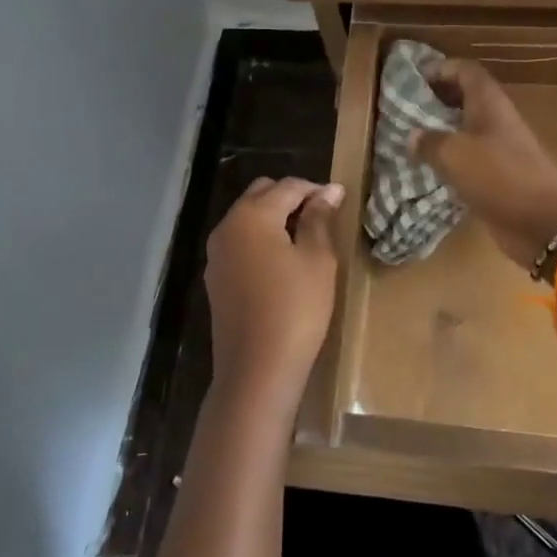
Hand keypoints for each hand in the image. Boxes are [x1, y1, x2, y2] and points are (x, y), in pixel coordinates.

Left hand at [203, 177, 342, 409]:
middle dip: (290, 198)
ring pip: (247, 218)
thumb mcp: (317, 260)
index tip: (340, 200)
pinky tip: (282, 262)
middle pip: (260, 195)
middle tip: (322, 216)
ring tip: (305, 238)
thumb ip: (319, 219)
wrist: (256, 369)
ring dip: (274, 218)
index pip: (287, 186)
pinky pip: (240, 243)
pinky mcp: (215, 278)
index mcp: (252, 216)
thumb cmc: (296, 309)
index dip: (316, 189)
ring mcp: (216, 254)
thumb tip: (328, 191)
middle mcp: (227, 226)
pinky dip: (260, 240)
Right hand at [409, 60, 556, 270]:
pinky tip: (427, 168)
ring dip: (441, 131)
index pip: (465, 71)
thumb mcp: (455, 154)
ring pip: (465, 130)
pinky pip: (469, 159)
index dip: (441, 69)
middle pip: (465, 98)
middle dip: (436, 99)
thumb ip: (430, 141)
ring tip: (409, 137)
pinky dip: (449, 159)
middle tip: (405, 108)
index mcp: (489, 104)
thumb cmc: (499, 177)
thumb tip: (412, 136)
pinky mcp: (498, 176)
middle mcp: (495, 121)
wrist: (543, 223)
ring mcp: (499, 149)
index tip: (413, 78)